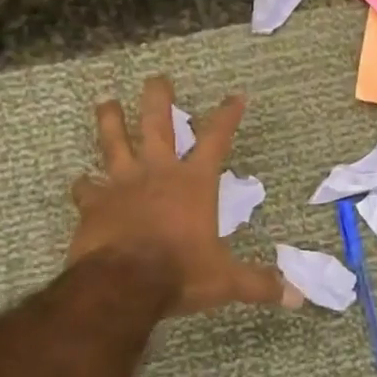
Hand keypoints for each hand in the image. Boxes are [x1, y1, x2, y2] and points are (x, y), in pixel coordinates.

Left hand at [69, 76, 292, 315]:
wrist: (123, 284)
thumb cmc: (180, 273)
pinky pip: (85, 188)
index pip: (216, 138)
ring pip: (113, 142)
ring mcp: (122, 185)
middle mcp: (158, 173)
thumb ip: (258, 284)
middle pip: (157, 124)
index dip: (227, 115)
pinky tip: (79, 181)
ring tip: (105, 102)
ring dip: (110, 121)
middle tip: (157, 78)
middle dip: (159, 99)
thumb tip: (296, 298)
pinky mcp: (93, 205)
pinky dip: (83, 184)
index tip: (236, 95)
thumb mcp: (226, 280)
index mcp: (194, 183)